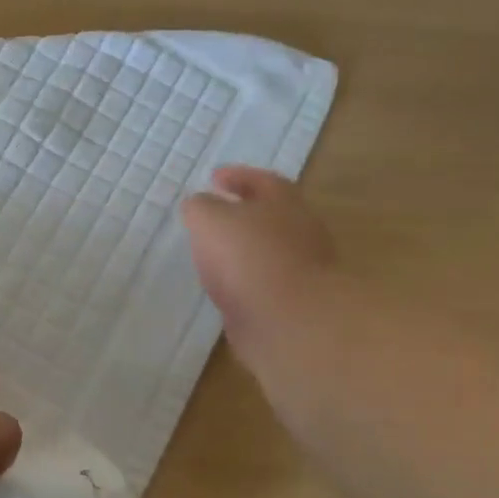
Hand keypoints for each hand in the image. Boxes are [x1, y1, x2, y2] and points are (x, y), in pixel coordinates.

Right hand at [181, 166, 335, 332]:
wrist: (289, 321)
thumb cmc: (249, 257)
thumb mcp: (210, 219)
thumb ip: (200, 207)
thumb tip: (198, 205)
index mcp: (284, 203)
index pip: (262, 180)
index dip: (237, 176)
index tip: (213, 177)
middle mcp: (299, 231)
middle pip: (270, 215)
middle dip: (242, 213)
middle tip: (212, 215)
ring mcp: (300, 269)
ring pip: (266, 250)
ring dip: (241, 249)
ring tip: (211, 252)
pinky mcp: (292, 303)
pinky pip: (262, 282)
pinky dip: (243, 280)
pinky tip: (222, 286)